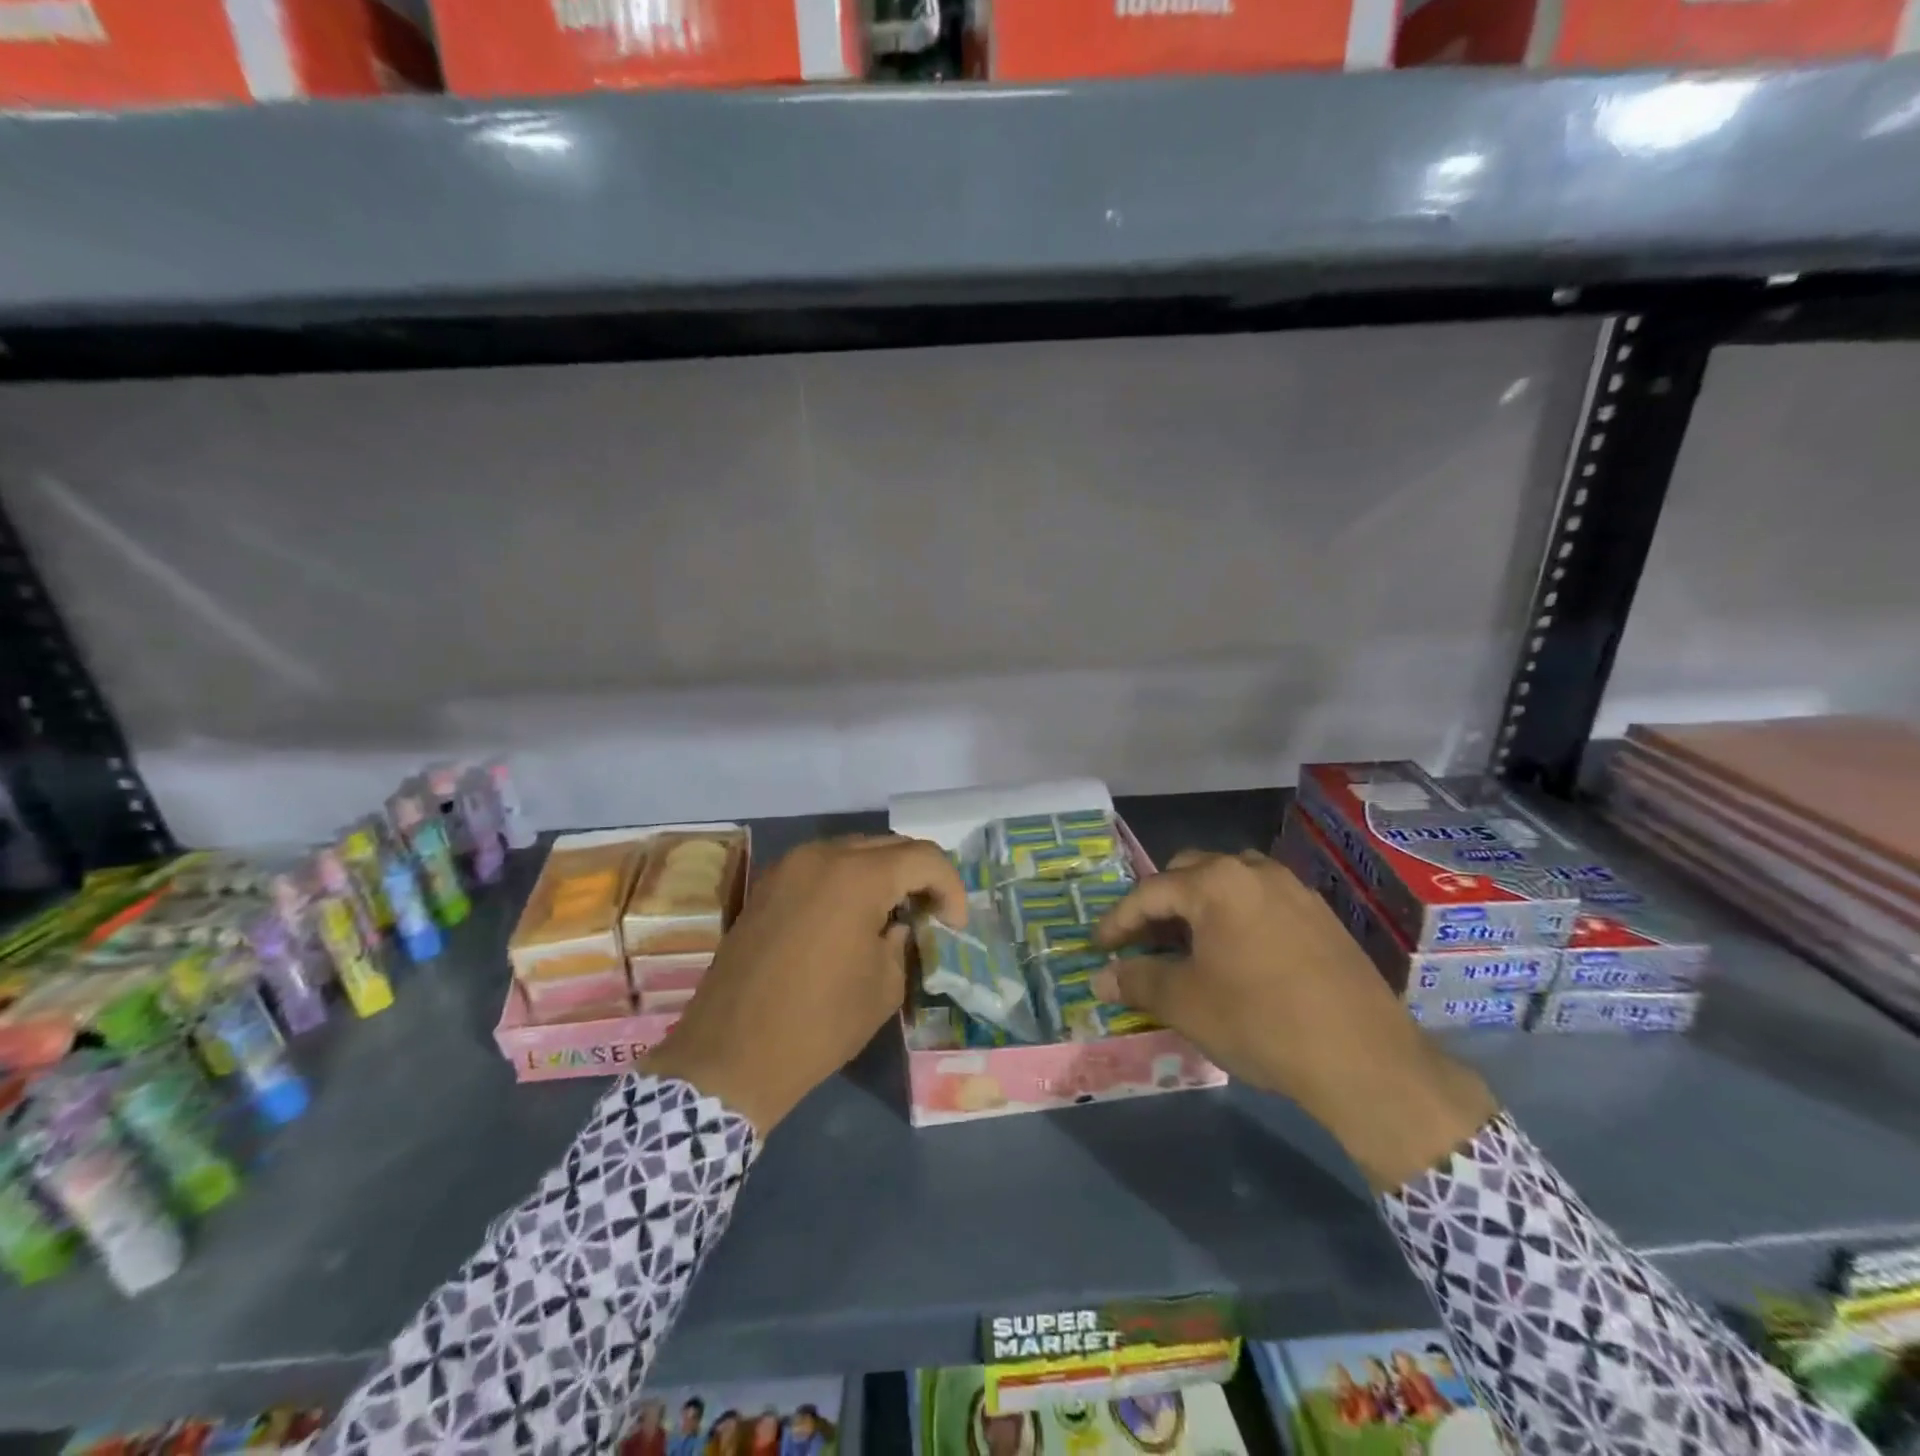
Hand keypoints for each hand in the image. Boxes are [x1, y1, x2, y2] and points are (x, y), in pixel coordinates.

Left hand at [642, 834, 965, 1134]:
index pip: (923, 857)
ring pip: (852, 851)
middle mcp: (821, 856)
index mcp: (857, 877)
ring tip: (892, 912)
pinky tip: (851, 916)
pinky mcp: (766, 887)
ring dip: (881, 874)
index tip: (954, 924)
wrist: (730, 1056)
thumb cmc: (819, 1024)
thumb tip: (897, 924)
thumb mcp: (883, 987)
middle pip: (888, 846)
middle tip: (930, 913)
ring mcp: (788, 868)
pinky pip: (820, 867)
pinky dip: (846, 880)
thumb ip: (902, 942)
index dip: (950, 886)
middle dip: (917, 874)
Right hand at [1092, 849, 1497, 1190]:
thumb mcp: (1186, 1003)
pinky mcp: (1321, 915)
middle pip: (1189, 874)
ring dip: (1200, 907)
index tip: (1099, 946)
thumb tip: (1101, 977)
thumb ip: (1137, 980)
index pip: (1149, 892)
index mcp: (1216, 883)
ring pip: (1229, 883)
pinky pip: (1262, 902)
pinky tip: (1236, 956)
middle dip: (1160, 905)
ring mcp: (1294, 890)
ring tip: (1189, 946)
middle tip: (1144, 943)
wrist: (1365, 1060)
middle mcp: (1254, 871)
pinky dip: (1236, 917)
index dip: (1118, 921)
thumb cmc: (1260, 1022)